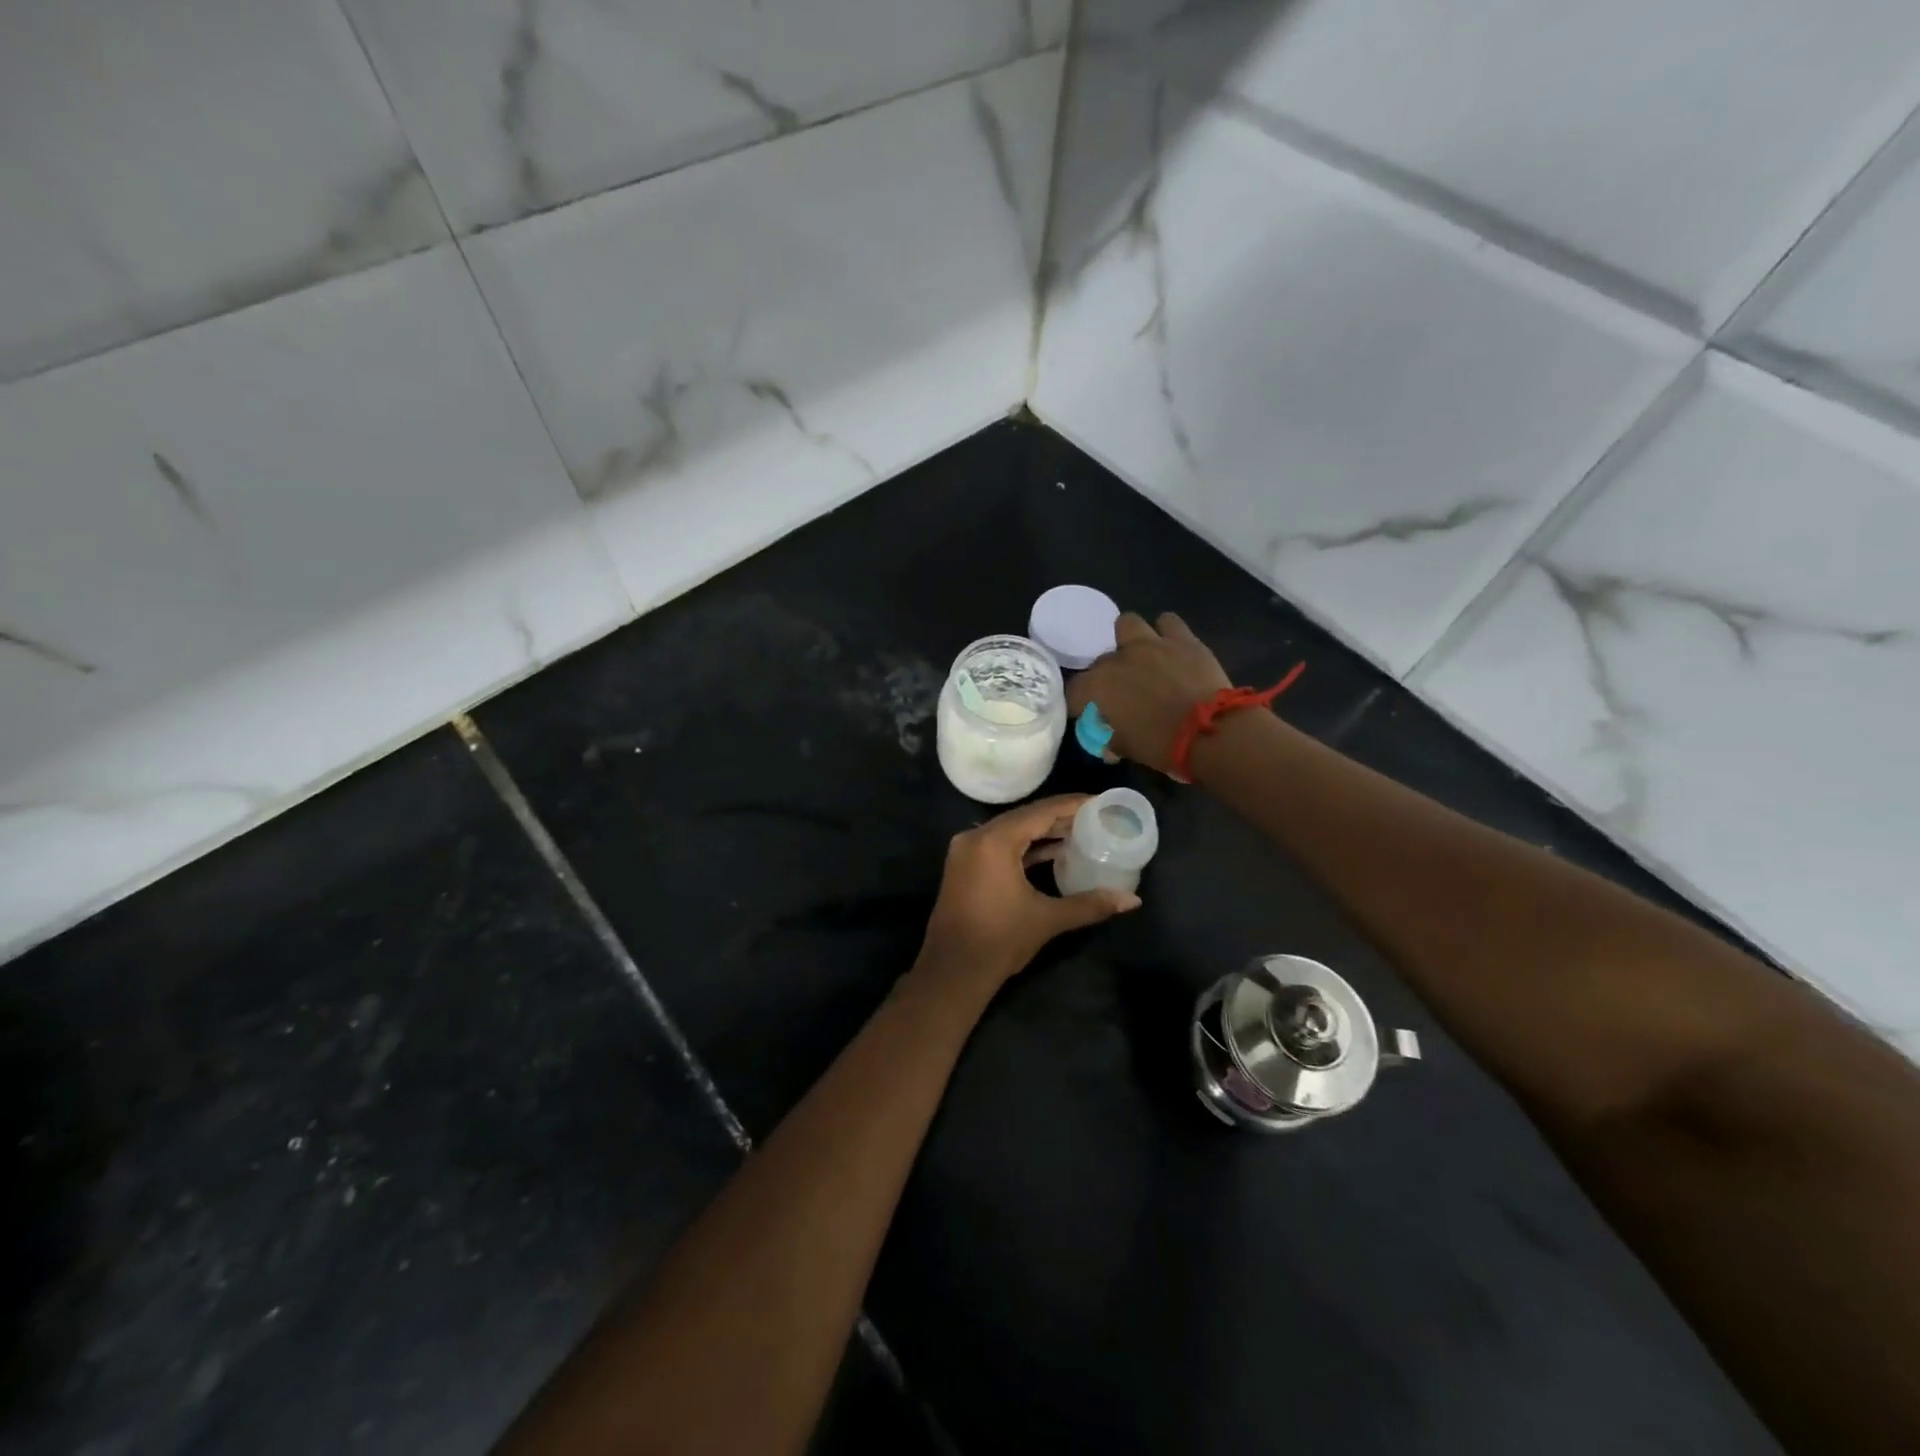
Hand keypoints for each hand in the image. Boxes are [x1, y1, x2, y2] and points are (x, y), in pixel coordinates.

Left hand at [917, 795, 1141, 989]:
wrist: (952, 972)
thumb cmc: (1000, 940)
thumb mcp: (1047, 919)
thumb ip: (1090, 904)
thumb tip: (1132, 900)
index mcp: (995, 841)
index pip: (1040, 812)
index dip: (1072, 805)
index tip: (1100, 802)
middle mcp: (976, 837)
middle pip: (1025, 817)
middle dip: (1060, 817)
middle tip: (1095, 817)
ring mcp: (966, 851)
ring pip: (1011, 831)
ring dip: (1042, 832)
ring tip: (1080, 832)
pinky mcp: (964, 866)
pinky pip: (999, 845)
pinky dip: (1025, 847)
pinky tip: (1053, 852)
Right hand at [1066, 612, 1230, 774]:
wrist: (1211, 731)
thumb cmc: (1163, 745)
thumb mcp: (1129, 748)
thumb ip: (1113, 740)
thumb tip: (1109, 744)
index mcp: (1099, 687)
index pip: (1074, 690)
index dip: (1079, 702)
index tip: (1088, 712)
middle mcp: (1119, 659)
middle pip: (1101, 661)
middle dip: (1107, 675)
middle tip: (1121, 691)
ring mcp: (1151, 644)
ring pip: (1128, 624)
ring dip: (1130, 639)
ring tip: (1141, 655)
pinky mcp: (1182, 639)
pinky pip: (1168, 622)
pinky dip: (1166, 632)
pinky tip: (1172, 647)